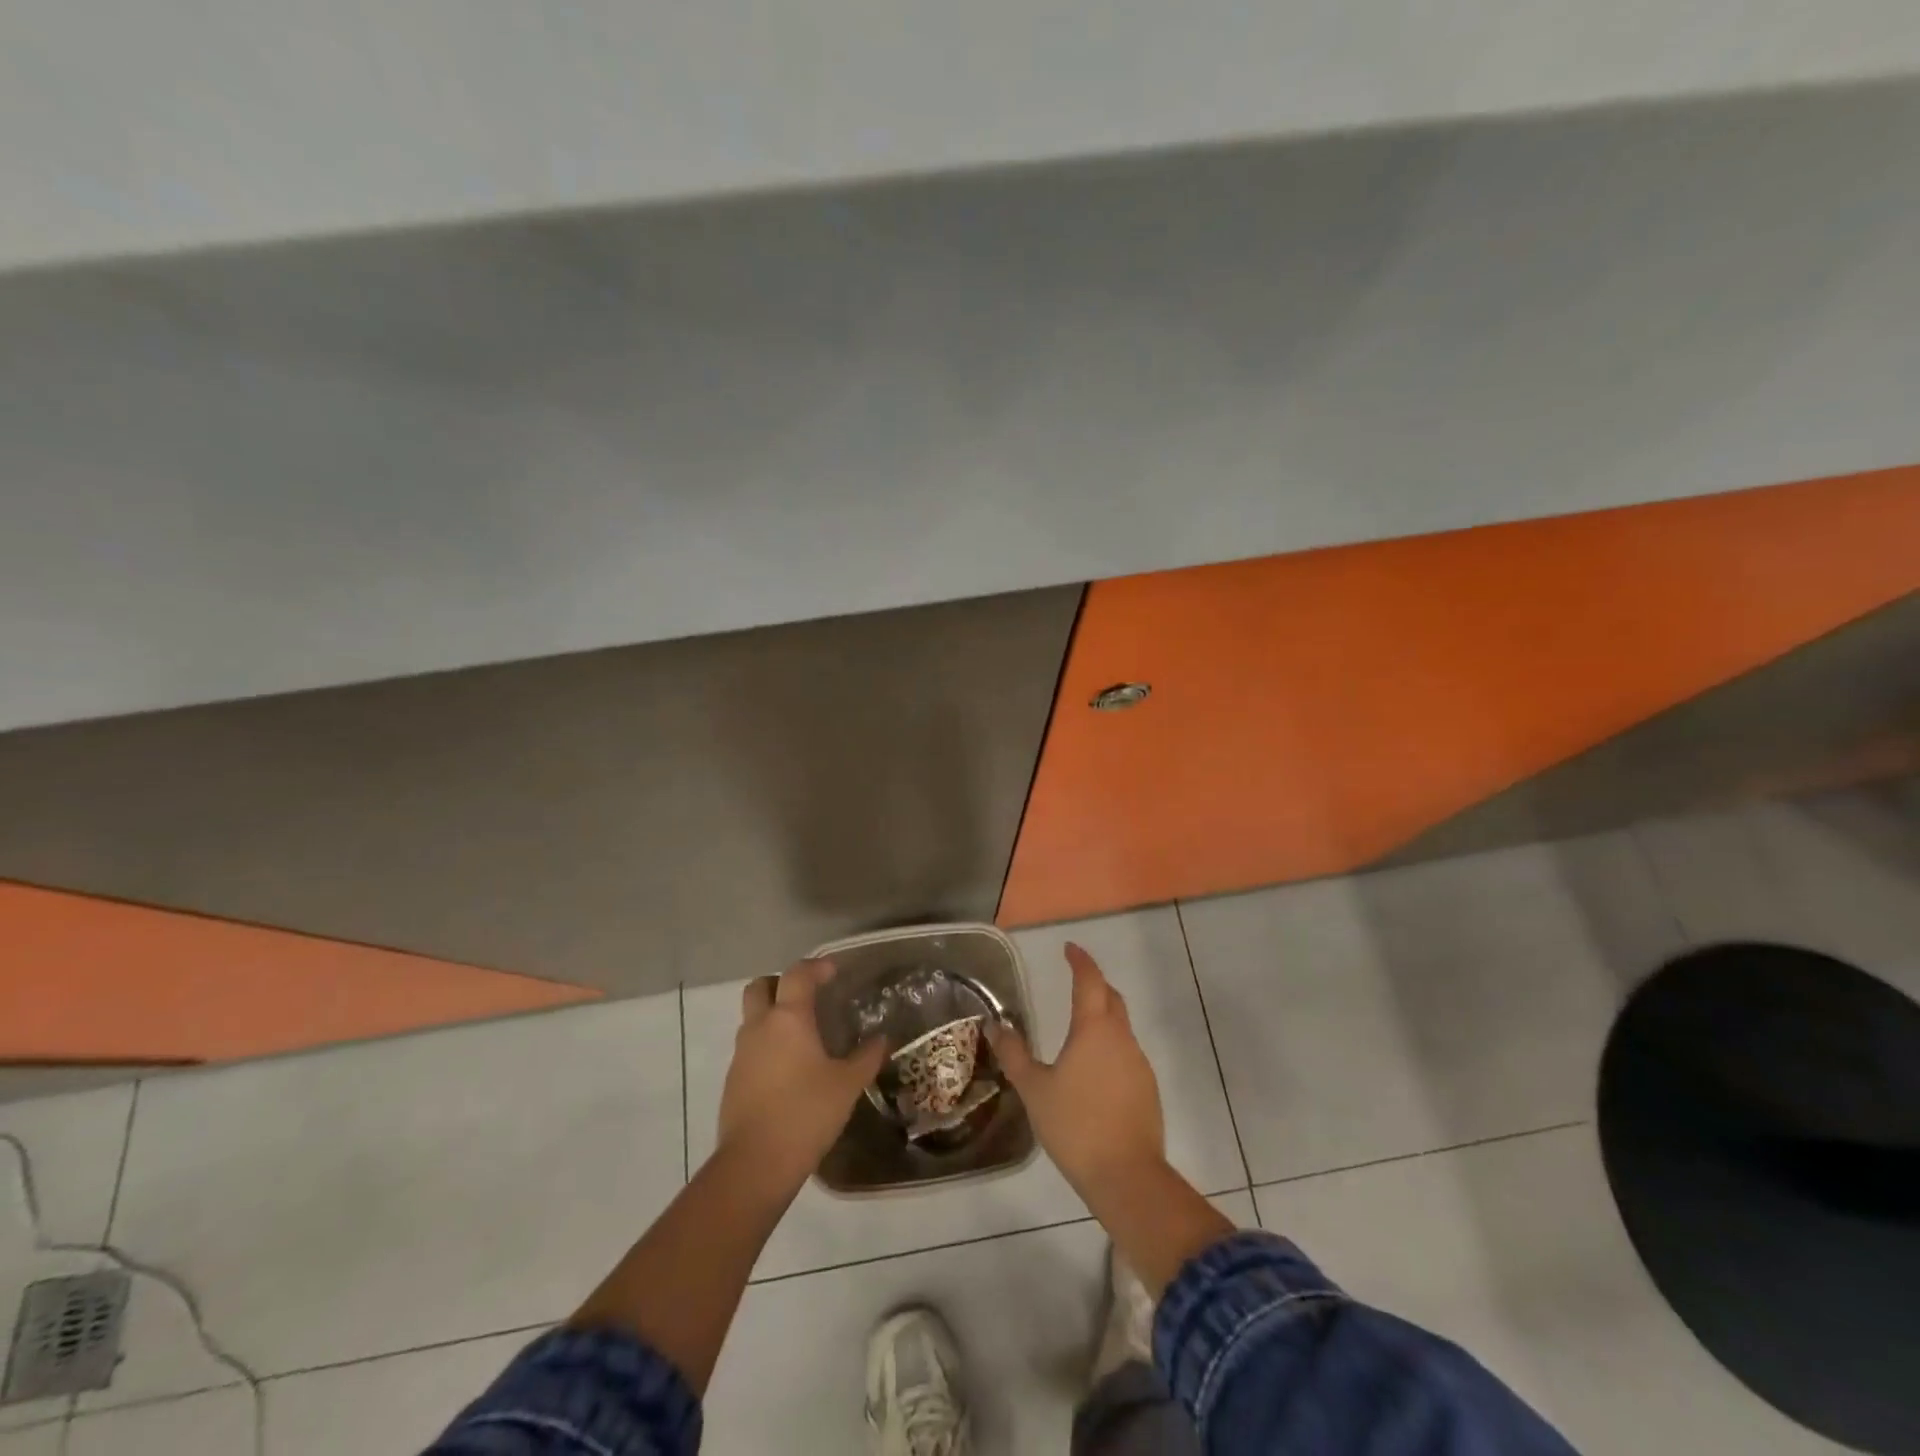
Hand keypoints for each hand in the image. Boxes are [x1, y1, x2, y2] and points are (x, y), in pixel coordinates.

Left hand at [717, 959, 887, 1195]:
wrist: (755, 1164)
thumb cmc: (806, 1113)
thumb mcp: (847, 1085)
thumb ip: (866, 1057)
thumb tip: (881, 1039)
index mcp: (788, 1018)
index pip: (797, 975)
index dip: (816, 967)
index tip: (833, 971)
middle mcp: (760, 1027)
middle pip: (760, 986)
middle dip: (781, 983)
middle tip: (807, 996)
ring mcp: (741, 1054)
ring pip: (752, 1017)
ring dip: (773, 1015)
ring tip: (801, 1034)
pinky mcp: (733, 1080)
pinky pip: (750, 1047)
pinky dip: (767, 1044)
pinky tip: (789, 1067)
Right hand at [990, 943, 1166, 1198]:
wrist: (1127, 1176)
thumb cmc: (1075, 1125)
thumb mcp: (1034, 1089)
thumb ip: (1014, 1054)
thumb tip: (995, 1025)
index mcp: (1094, 1029)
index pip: (1090, 981)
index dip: (1080, 961)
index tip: (1070, 949)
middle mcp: (1121, 1038)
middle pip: (1111, 998)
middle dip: (1095, 984)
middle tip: (1075, 981)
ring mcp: (1139, 1064)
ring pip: (1121, 1026)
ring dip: (1103, 1017)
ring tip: (1079, 1028)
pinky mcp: (1148, 1089)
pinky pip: (1127, 1053)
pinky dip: (1110, 1046)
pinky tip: (1093, 1069)